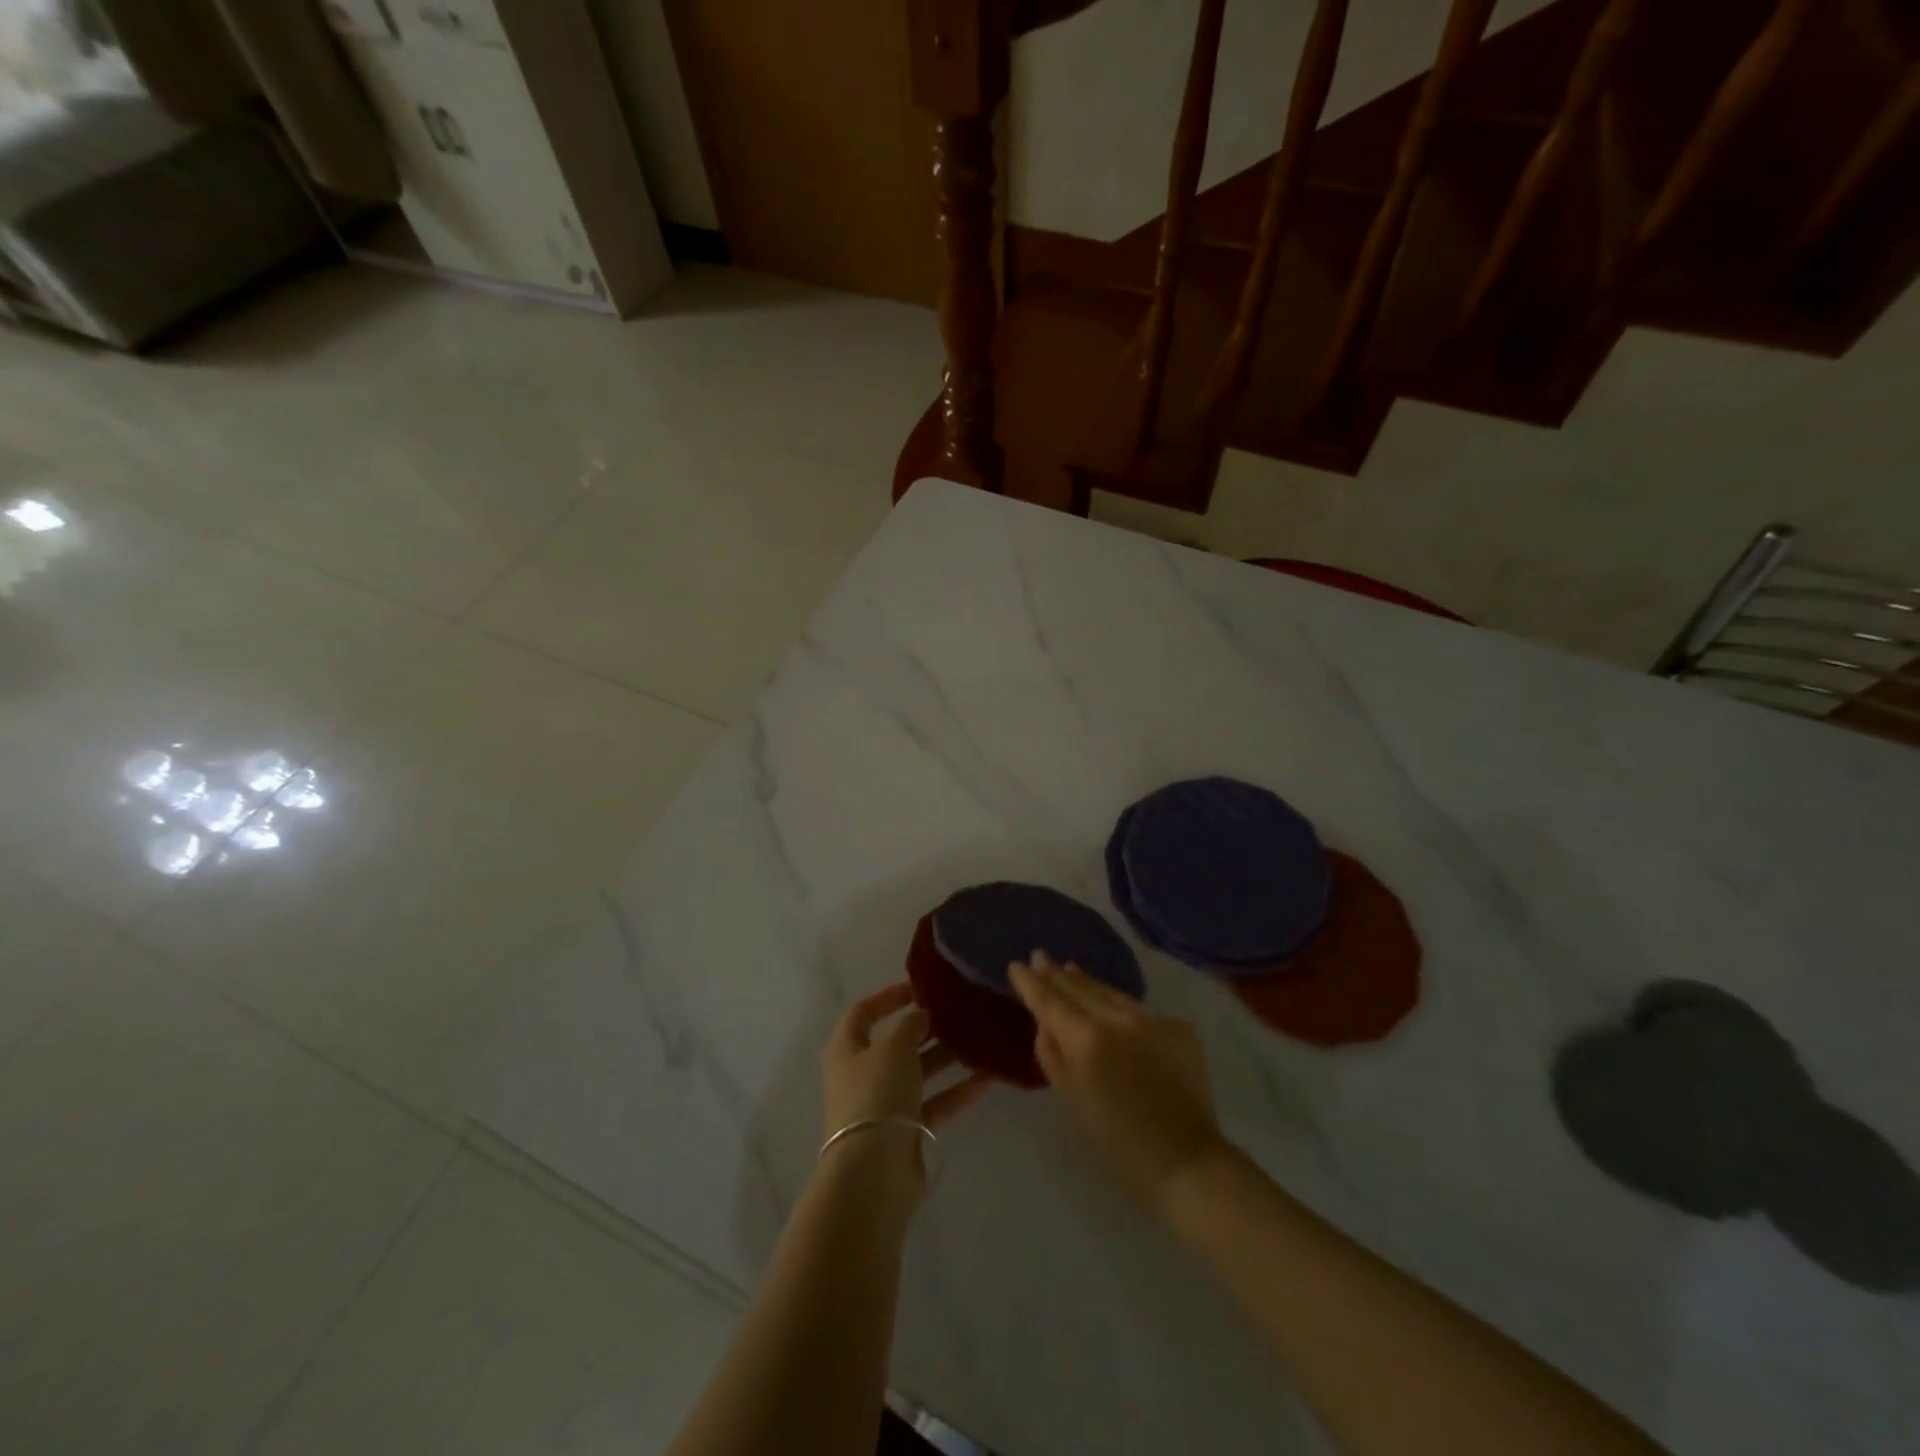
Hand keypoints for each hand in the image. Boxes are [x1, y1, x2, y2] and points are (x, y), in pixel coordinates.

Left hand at [822, 982, 992, 1167]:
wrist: (873, 1171)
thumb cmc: (876, 1094)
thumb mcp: (894, 1047)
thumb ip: (910, 1025)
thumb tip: (920, 1014)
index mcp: (847, 1048)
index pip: (864, 1012)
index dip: (889, 997)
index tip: (921, 988)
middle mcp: (863, 1073)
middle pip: (897, 1043)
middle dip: (927, 1029)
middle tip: (959, 1014)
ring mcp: (885, 1104)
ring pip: (920, 1072)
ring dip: (948, 1057)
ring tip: (981, 1040)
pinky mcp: (907, 1131)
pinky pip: (936, 1102)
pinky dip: (958, 1090)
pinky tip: (989, 1076)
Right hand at [1010, 952, 1229, 1216]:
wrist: (1186, 1160)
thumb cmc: (1117, 1142)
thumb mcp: (1071, 1099)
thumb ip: (1053, 1055)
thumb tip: (1046, 1024)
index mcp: (1087, 1040)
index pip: (1050, 1000)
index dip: (1031, 982)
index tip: (1016, 965)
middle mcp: (1118, 1019)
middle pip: (1079, 988)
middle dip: (1056, 973)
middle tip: (1040, 956)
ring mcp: (1151, 1018)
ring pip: (1110, 992)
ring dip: (1086, 982)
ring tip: (1069, 969)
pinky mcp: (1177, 1026)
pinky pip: (1137, 1009)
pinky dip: (1118, 1005)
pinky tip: (1109, 1003)